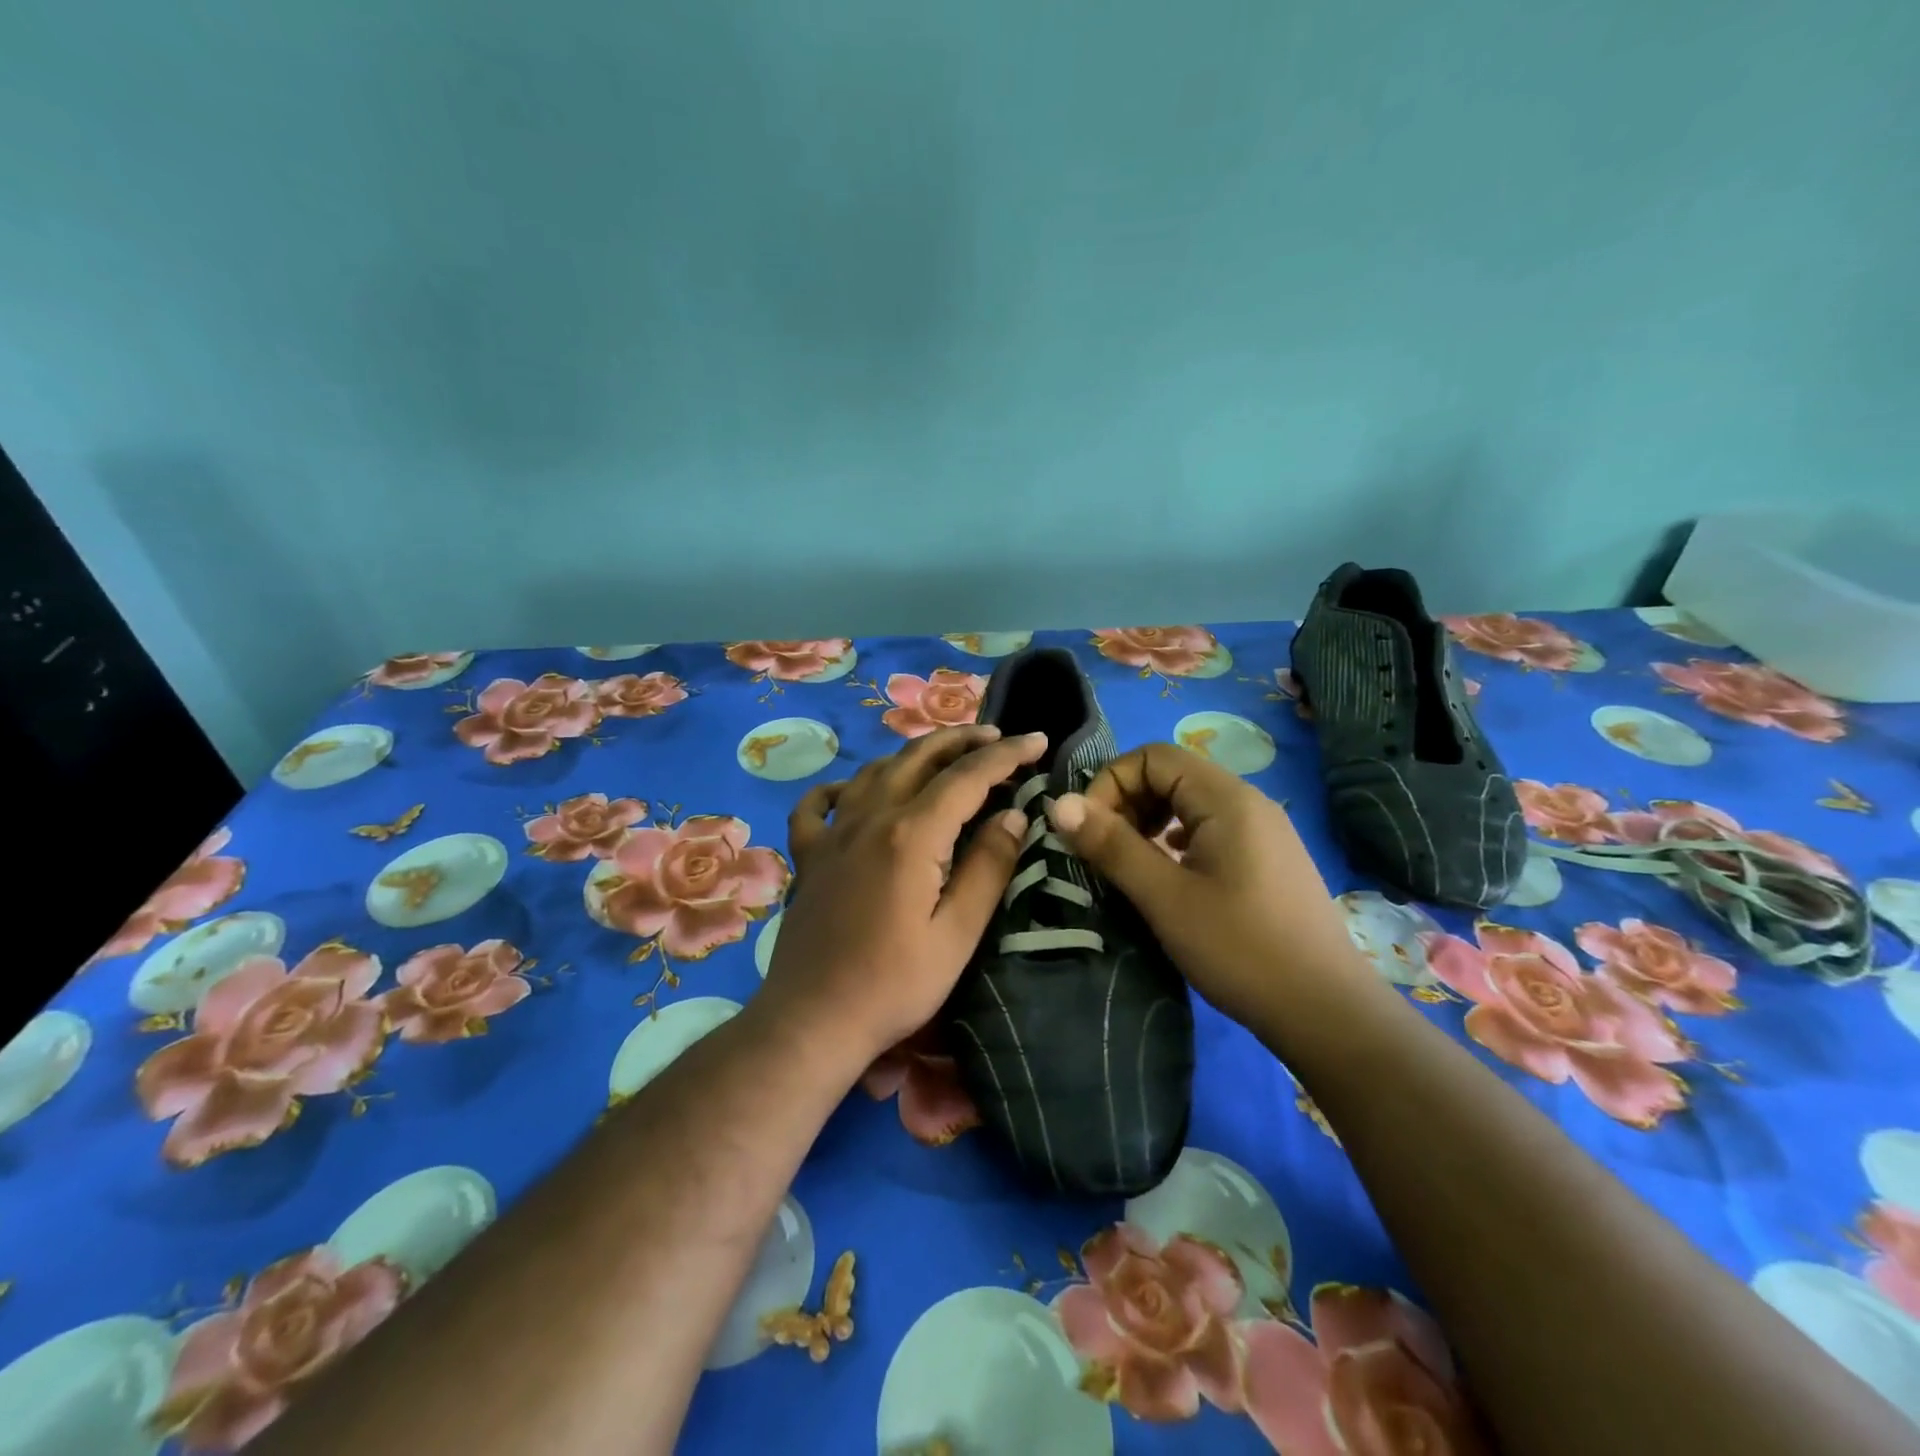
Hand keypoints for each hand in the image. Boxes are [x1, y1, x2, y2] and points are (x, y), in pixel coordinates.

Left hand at [761, 724, 1048, 1068]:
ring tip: (943, 756)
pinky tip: (851, 790)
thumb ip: (988, 868)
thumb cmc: (894, 985)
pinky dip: (839, 787)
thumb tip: (1013, 816)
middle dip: (962, 741)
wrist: (812, 1020)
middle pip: (919, 758)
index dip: (1006, 754)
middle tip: (997, 737)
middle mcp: (870, 817)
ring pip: (875, 771)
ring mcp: (833, 833)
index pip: (968, 777)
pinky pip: (818, 805)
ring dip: (913, 755)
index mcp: (912, 834)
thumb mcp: (958, 934)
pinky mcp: (809, 856)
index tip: (1037, 740)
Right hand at [1045, 742, 1381, 1036]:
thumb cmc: (1240, 949)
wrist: (1327, 1012)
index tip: (1089, 831)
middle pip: (1172, 775)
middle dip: (1127, 802)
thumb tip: (1058, 803)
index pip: (1153, 756)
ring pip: (1190, 804)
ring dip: (1149, 822)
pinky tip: (1169, 876)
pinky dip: (1176, 841)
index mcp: (1226, 799)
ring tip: (1131, 864)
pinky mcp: (1267, 860)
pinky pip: (1210, 829)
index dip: (1111, 783)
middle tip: (1105, 851)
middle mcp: (1248, 802)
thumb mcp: (1165, 897)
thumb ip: (1111, 845)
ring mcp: (1263, 831)